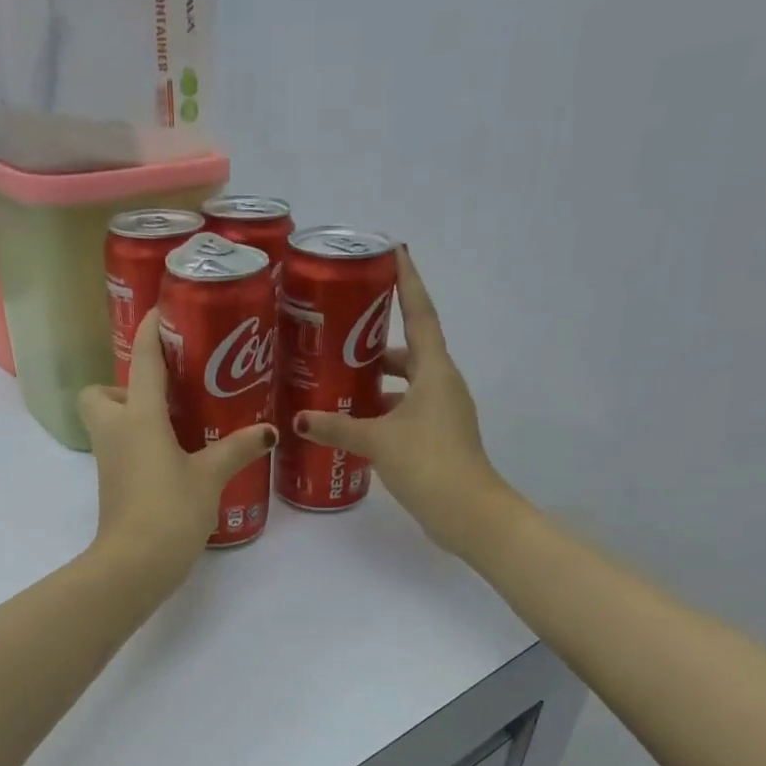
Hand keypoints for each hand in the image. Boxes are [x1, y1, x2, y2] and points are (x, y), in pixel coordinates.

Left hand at [78, 310, 276, 584]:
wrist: (135, 564)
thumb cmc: (169, 510)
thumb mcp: (209, 476)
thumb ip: (237, 449)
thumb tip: (267, 431)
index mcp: (138, 418)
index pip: (143, 361)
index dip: (151, 331)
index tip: (162, 311)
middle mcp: (116, 432)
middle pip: (100, 393)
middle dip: (124, 386)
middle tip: (166, 394)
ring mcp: (109, 461)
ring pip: (109, 423)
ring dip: (134, 415)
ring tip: (178, 423)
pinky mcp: (113, 485)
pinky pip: (122, 449)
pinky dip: (141, 444)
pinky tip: (175, 456)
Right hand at [294, 246, 512, 554]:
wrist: (467, 512)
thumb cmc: (428, 463)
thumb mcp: (377, 441)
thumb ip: (337, 427)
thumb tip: (299, 419)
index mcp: (435, 371)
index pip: (421, 315)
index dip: (408, 283)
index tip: (395, 253)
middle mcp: (442, 385)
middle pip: (411, 351)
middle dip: (378, 342)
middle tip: (341, 333)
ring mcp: (442, 413)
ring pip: (407, 385)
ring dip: (378, 381)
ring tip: (338, 381)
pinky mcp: (437, 438)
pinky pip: (406, 411)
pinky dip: (383, 410)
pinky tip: (355, 422)